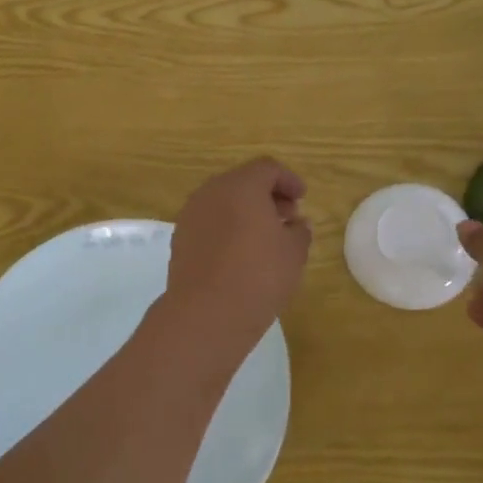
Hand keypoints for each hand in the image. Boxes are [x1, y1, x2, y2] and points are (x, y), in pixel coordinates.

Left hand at [164, 159, 311, 349]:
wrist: (205, 313)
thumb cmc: (258, 276)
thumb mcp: (294, 253)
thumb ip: (299, 231)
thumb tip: (297, 224)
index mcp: (241, 186)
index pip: (268, 169)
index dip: (289, 180)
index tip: (302, 199)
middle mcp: (211, 192)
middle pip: (243, 182)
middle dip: (267, 195)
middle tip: (287, 217)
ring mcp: (191, 215)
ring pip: (223, 202)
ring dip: (246, 212)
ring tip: (266, 238)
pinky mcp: (180, 239)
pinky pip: (209, 222)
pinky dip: (227, 227)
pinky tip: (240, 252)